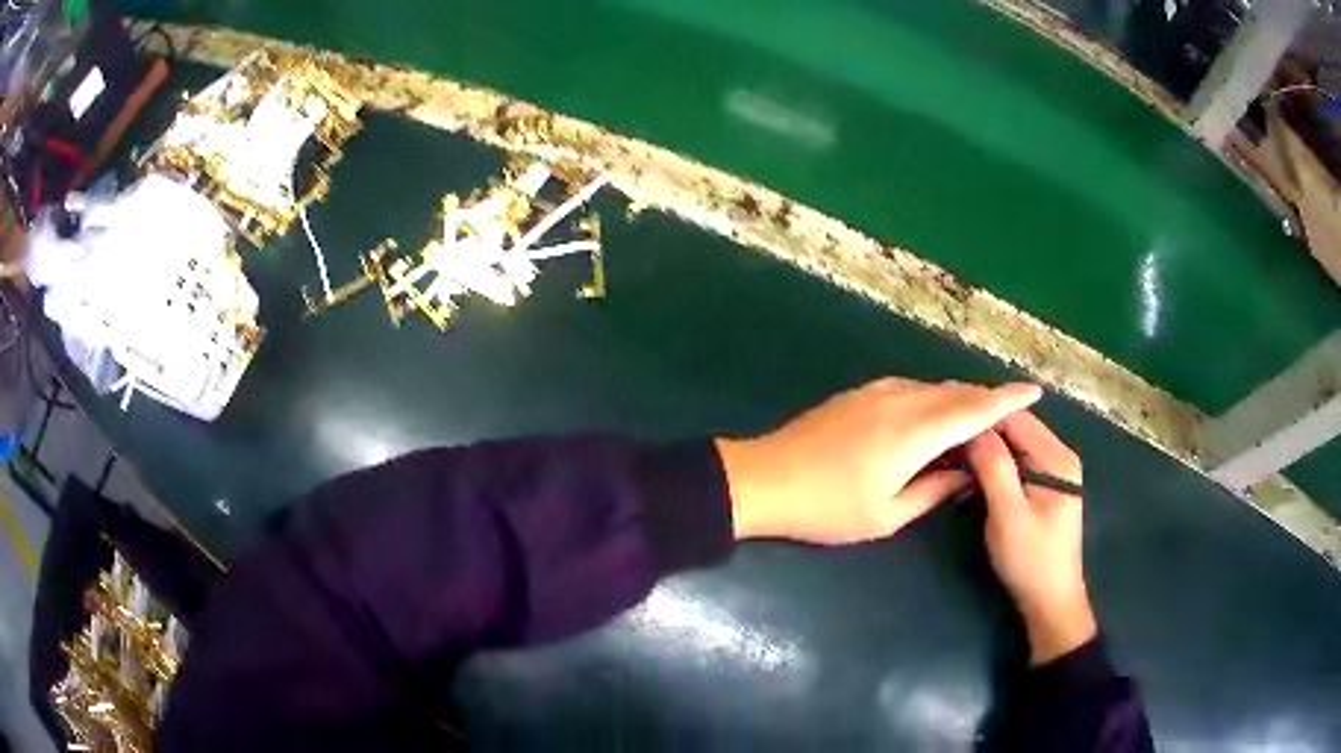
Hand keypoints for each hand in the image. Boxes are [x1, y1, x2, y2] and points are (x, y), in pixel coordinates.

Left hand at [716, 378, 1040, 544]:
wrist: (764, 479)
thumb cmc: (827, 508)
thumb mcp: (887, 514)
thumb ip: (934, 490)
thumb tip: (968, 475)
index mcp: (914, 432)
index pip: (973, 409)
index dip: (1006, 398)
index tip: (1033, 389)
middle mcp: (901, 400)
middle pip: (956, 392)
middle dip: (985, 400)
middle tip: (1008, 419)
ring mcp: (877, 392)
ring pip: (933, 388)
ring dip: (959, 400)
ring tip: (976, 424)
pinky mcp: (861, 393)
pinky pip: (911, 389)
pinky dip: (933, 400)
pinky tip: (934, 420)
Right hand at [966, 411, 1095, 664]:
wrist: (1049, 602)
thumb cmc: (1031, 560)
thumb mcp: (1008, 515)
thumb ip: (994, 468)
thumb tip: (972, 427)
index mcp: (1056, 458)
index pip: (1016, 417)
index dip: (981, 414)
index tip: (945, 416)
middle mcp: (1058, 456)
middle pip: (1015, 429)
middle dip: (981, 431)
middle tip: (941, 435)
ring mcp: (1052, 472)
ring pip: (1013, 446)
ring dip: (984, 449)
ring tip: (948, 452)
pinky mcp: (1043, 488)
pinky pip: (1015, 464)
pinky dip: (992, 465)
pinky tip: (967, 475)